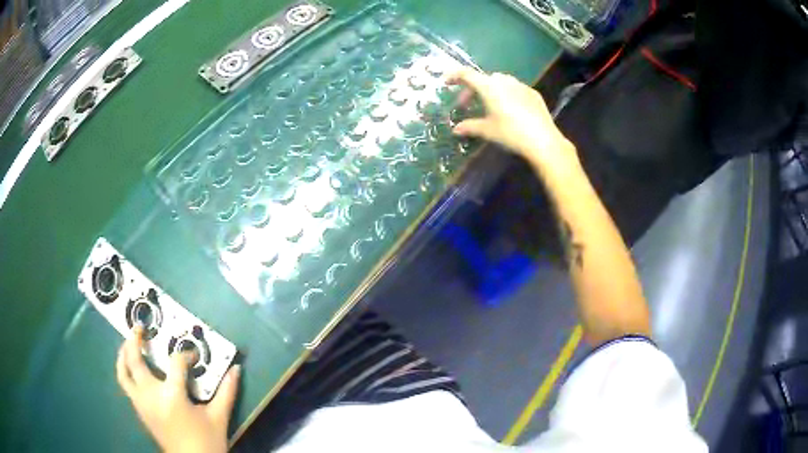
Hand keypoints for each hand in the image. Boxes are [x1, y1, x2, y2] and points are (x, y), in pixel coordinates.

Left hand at [116, 327, 239, 452]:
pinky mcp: (140, 411)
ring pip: (123, 373)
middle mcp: (151, 395)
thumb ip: (227, 392)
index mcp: (172, 396)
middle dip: (135, 340)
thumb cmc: (207, 442)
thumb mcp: (219, 418)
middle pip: (135, 360)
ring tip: (128, 343)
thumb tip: (237, 369)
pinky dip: (125, 371)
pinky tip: (133, 368)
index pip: (176, 363)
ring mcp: (142, 403)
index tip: (195, 357)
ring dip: (123, 354)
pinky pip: (126, 385)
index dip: (186, 355)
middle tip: (140, 327)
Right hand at [447, 68, 579, 175]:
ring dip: (490, 89)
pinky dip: (506, 94)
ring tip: (489, 105)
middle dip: (472, 89)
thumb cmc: (511, 133)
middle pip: (483, 79)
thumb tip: (456, 129)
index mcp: (489, 87)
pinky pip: (515, 88)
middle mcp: (504, 81)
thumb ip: (470, 127)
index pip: (467, 74)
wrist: (543, 140)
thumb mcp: (488, 131)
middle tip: (467, 104)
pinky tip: (510, 109)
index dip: (454, 76)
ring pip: (500, 81)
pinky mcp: (533, 93)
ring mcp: (521, 85)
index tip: (446, 82)